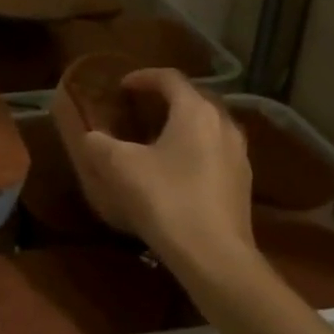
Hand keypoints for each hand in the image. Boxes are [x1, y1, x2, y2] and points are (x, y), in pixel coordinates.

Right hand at [70, 69, 253, 267]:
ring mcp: (239, 155)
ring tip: (157, 141)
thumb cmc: (166, 200)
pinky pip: (215, 153)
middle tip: (139, 110)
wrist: (214, 256)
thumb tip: (91, 138)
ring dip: (181, 127)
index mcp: (196, 111)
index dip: (143, 77)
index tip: (122, 86)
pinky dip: (194, 151)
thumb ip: (100, 145)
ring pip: (207, 127)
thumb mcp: (121, 168)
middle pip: (193, 99)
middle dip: (165, 100)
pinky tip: (176, 173)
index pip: (169, 78)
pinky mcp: (242, 183)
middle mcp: (224, 124)